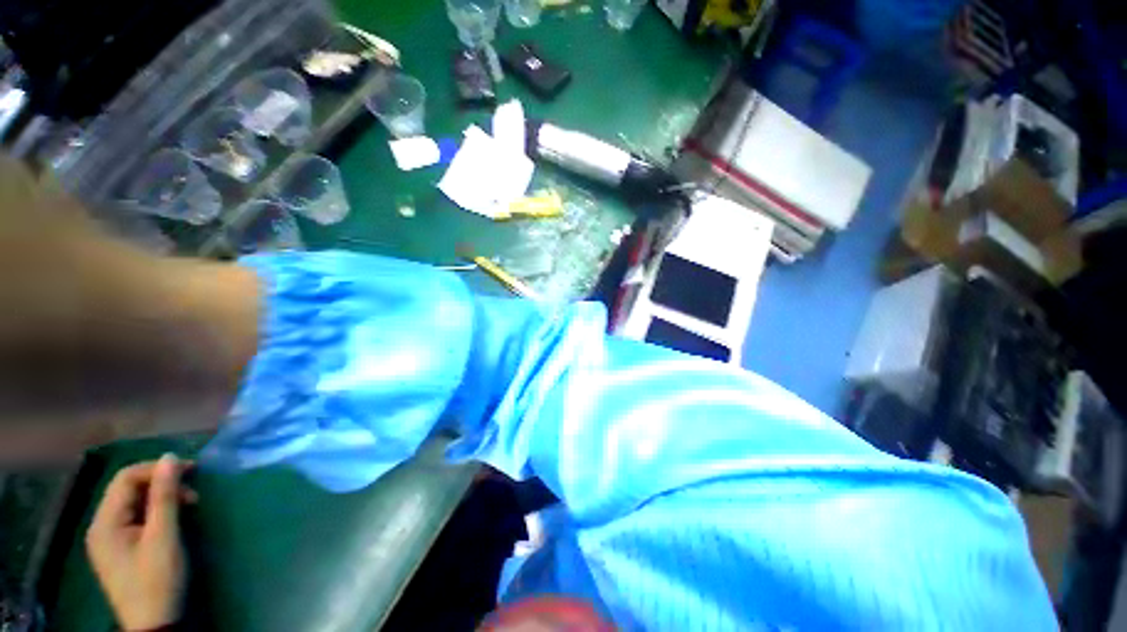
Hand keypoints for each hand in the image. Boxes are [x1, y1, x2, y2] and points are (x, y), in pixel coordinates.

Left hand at [86, 454, 196, 630]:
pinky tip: (171, 521)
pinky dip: (155, 513)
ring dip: (160, 499)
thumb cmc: (157, 580)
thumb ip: (164, 497)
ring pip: (132, 504)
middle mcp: (100, 526)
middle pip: (128, 490)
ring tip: (188, 506)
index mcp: (105, 522)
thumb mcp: (164, 537)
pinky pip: (134, 519)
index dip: (157, 469)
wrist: (153, 625)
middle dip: (161, 485)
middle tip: (193, 493)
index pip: (126, 478)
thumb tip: (170, 458)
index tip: (191, 470)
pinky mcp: (119, 549)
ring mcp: (108, 539)